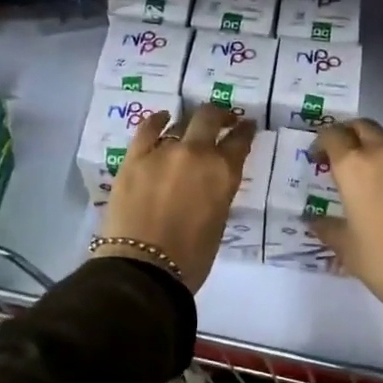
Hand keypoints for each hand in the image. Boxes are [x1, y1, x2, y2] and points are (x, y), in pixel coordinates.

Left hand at [94, 103, 255, 289]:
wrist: (143, 268)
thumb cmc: (190, 257)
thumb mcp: (218, 222)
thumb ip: (218, 193)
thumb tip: (211, 182)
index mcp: (223, 173)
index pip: (240, 142)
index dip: (245, 131)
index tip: (247, 126)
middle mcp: (197, 153)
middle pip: (210, 118)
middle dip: (219, 115)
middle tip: (222, 119)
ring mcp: (163, 151)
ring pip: (180, 123)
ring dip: (189, 124)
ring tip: (190, 127)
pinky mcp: (135, 157)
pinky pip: (147, 129)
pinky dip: (157, 121)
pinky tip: (162, 119)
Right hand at [311, 118, 382, 304]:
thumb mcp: (346, 247)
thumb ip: (327, 227)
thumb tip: (314, 221)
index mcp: (355, 167)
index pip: (334, 136)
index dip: (322, 142)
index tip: (319, 157)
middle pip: (365, 127)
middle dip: (351, 136)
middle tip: (345, 156)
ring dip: (380, 150)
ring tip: (376, 175)